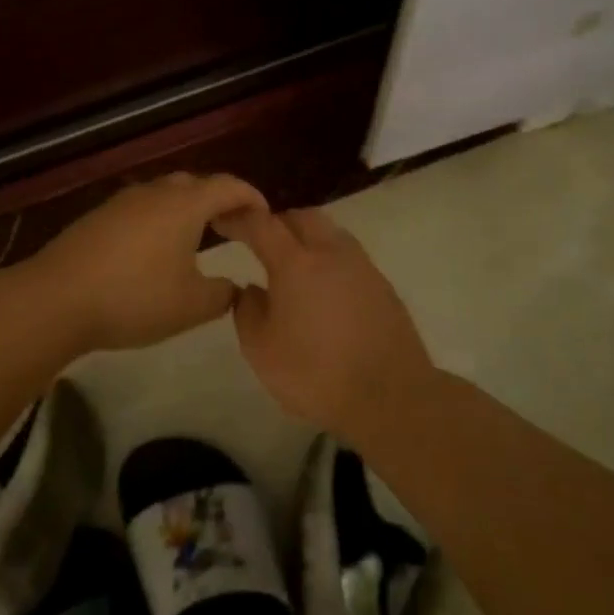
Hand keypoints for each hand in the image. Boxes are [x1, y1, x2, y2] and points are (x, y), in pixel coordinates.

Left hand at [20, 173, 267, 352]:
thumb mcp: (191, 306)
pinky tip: (154, 248)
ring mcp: (121, 202)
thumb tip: (234, 286)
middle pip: (194, 184)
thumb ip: (222, 294)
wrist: (56, 298)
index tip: (265, 215)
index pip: (228, 186)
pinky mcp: (97, 217)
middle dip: (217, 200)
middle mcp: (154, 193)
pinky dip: (159, 219)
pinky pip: (140, 208)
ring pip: (164, 194)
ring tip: (196, 236)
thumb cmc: (134, 298)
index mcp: (183, 205)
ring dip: (185, 208)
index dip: (250, 197)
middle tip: (232, 225)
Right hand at [214, 207, 435, 435]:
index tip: (223, 221)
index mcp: (295, 263)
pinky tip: (323, 288)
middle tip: (260, 241)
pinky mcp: (383, 286)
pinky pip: (348, 257)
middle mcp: (330, 253)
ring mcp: (362, 267)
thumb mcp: (260, 350)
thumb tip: (250, 289)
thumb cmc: (315, 374)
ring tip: (293, 263)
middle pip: (301, 217)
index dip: (239, 218)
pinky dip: (329, 260)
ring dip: (307, 237)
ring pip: (330, 232)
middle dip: (277, 222)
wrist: (390, 397)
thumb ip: (247, 311)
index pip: (261, 224)